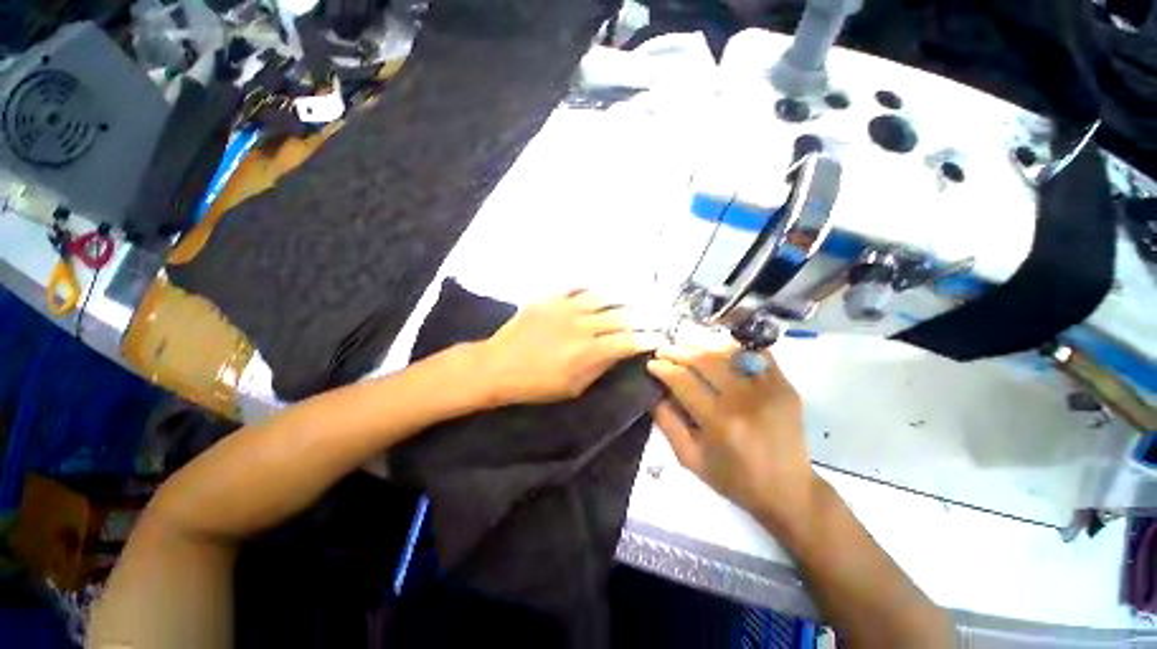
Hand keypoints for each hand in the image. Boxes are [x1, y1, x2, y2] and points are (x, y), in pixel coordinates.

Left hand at [473, 290, 660, 405]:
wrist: (497, 366)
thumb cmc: (536, 385)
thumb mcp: (573, 388)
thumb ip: (600, 368)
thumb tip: (619, 353)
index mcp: (589, 352)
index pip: (628, 341)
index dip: (647, 339)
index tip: (658, 339)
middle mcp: (582, 326)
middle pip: (620, 316)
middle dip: (641, 318)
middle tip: (652, 318)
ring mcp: (565, 308)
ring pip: (603, 296)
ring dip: (622, 297)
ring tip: (634, 298)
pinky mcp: (550, 298)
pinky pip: (577, 287)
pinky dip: (592, 287)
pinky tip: (601, 290)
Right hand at [647, 341, 817, 527]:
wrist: (788, 490)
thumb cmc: (734, 479)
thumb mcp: (690, 458)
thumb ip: (667, 422)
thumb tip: (653, 391)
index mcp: (720, 422)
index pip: (683, 380)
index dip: (663, 368)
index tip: (651, 364)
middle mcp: (745, 400)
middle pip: (704, 359)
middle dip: (678, 351)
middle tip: (664, 351)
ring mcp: (769, 389)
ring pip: (728, 351)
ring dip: (701, 345)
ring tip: (686, 348)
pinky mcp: (785, 386)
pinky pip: (756, 353)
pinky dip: (733, 347)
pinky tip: (717, 349)